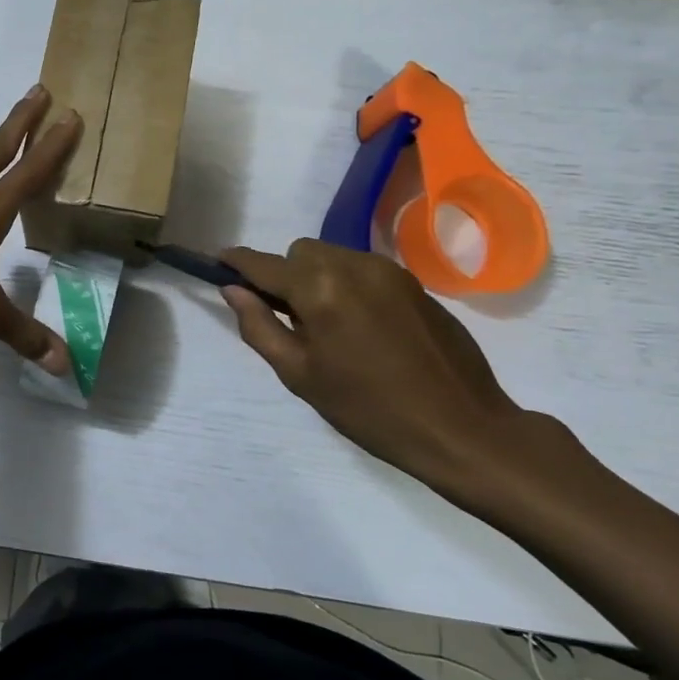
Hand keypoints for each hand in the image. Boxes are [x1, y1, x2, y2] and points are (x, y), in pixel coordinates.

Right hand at [219, 240, 556, 512]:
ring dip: (316, 278)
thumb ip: (259, 326)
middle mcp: (354, 265)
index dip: (237, 262)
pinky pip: (363, 270)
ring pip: (333, 256)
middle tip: (288, 319)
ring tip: (327, 326)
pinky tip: (360, 327)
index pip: (265, 264)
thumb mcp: (299, 375)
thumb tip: (234, 291)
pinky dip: (346, 285)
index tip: (218, 262)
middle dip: (285, 275)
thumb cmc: (369, 409)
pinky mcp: (415, 283)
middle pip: (300, 252)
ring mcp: (390, 271)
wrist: (460, 427)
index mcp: (320, 289)